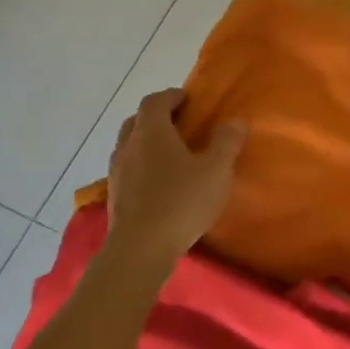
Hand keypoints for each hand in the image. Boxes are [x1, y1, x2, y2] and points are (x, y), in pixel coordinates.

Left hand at [102, 89, 243, 276]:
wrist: (139, 252)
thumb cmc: (180, 202)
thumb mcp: (217, 169)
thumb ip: (227, 141)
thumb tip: (235, 121)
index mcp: (152, 131)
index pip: (155, 101)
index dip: (172, 96)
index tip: (189, 100)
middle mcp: (128, 146)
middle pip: (137, 121)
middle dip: (157, 118)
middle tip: (181, 125)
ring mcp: (117, 173)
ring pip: (130, 146)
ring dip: (147, 144)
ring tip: (172, 156)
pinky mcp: (114, 198)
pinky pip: (128, 170)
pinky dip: (142, 167)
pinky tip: (159, 184)